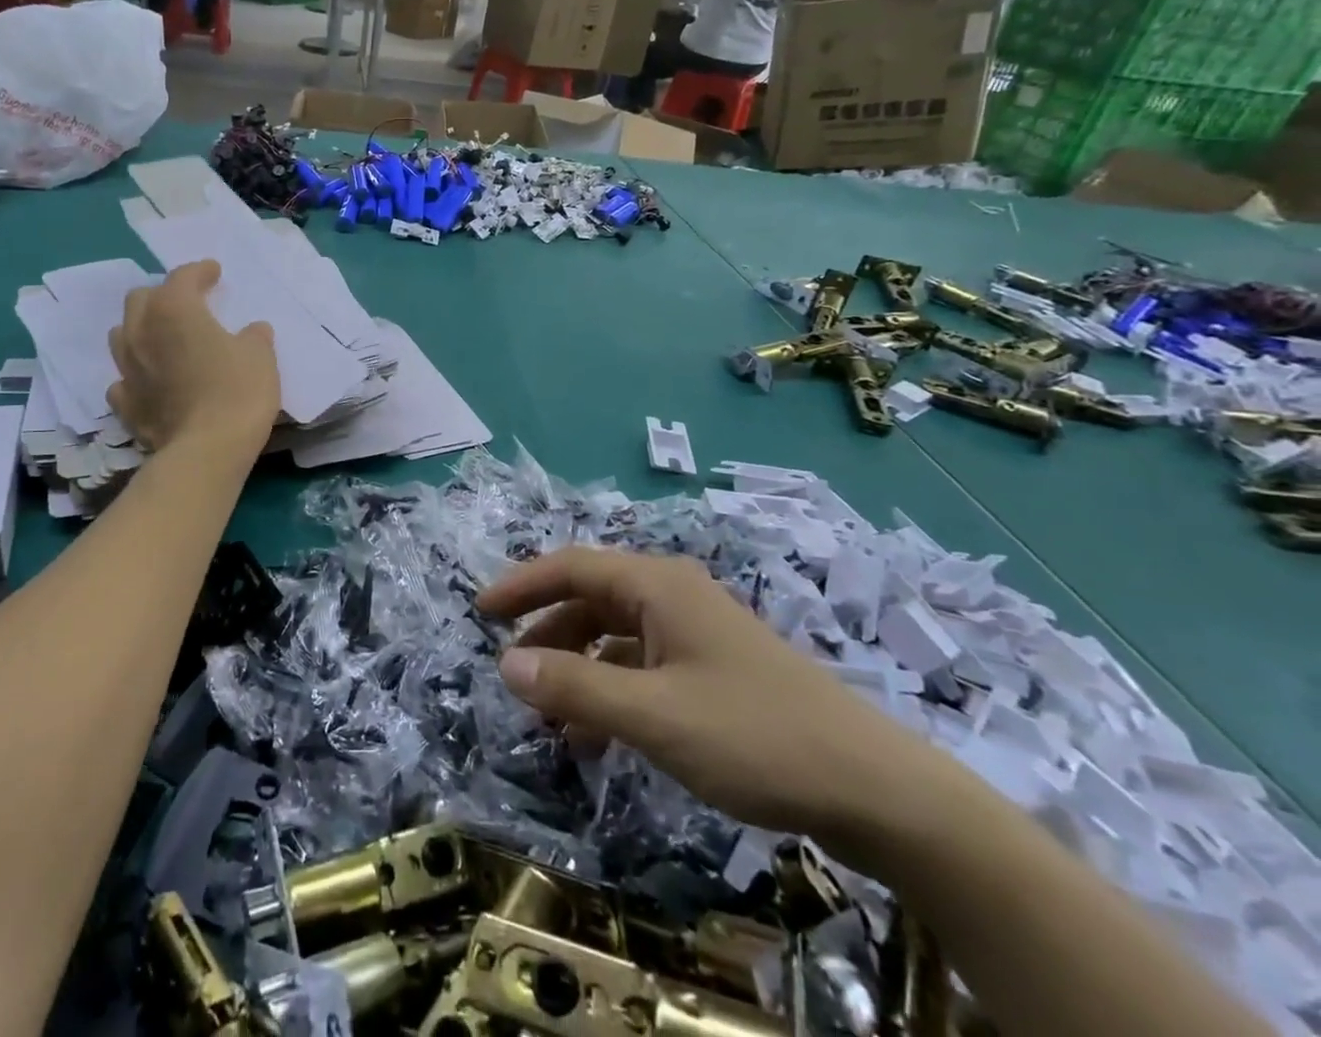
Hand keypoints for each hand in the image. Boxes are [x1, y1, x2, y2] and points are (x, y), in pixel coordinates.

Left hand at [106, 261, 278, 451]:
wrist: (207, 450)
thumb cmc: (237, 391)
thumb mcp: (260, 356)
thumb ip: (254, 337)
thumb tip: (252, 331)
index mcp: (174, 310)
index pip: (182, 277)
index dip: (200, 271)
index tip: (214, 272)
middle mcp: (141, 333)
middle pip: (141, 299)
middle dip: (162, 295)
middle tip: (186, 303)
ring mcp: (128, 370)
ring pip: (122, 335)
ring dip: (141, 330)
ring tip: (162, 337)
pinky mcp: (125, 404)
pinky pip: (124, 379)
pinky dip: (136, 374)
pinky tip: (151, 381)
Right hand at [477, 547, 946, 853]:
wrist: (876, 790)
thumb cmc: (756, 737)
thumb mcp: (654, 716)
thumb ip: (576, 688)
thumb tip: (507, 665)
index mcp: (658, 585)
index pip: (572, 566)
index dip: (521, 585)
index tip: (480, 612)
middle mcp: (673, 595)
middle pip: (591, 597)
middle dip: (547, 630)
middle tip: (509, 668)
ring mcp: (696, 632)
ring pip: (616, 634)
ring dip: (578, 666)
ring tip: (548, 714)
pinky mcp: (713, 669)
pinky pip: (643, 665)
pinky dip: (612, 689)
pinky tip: (599, 734)